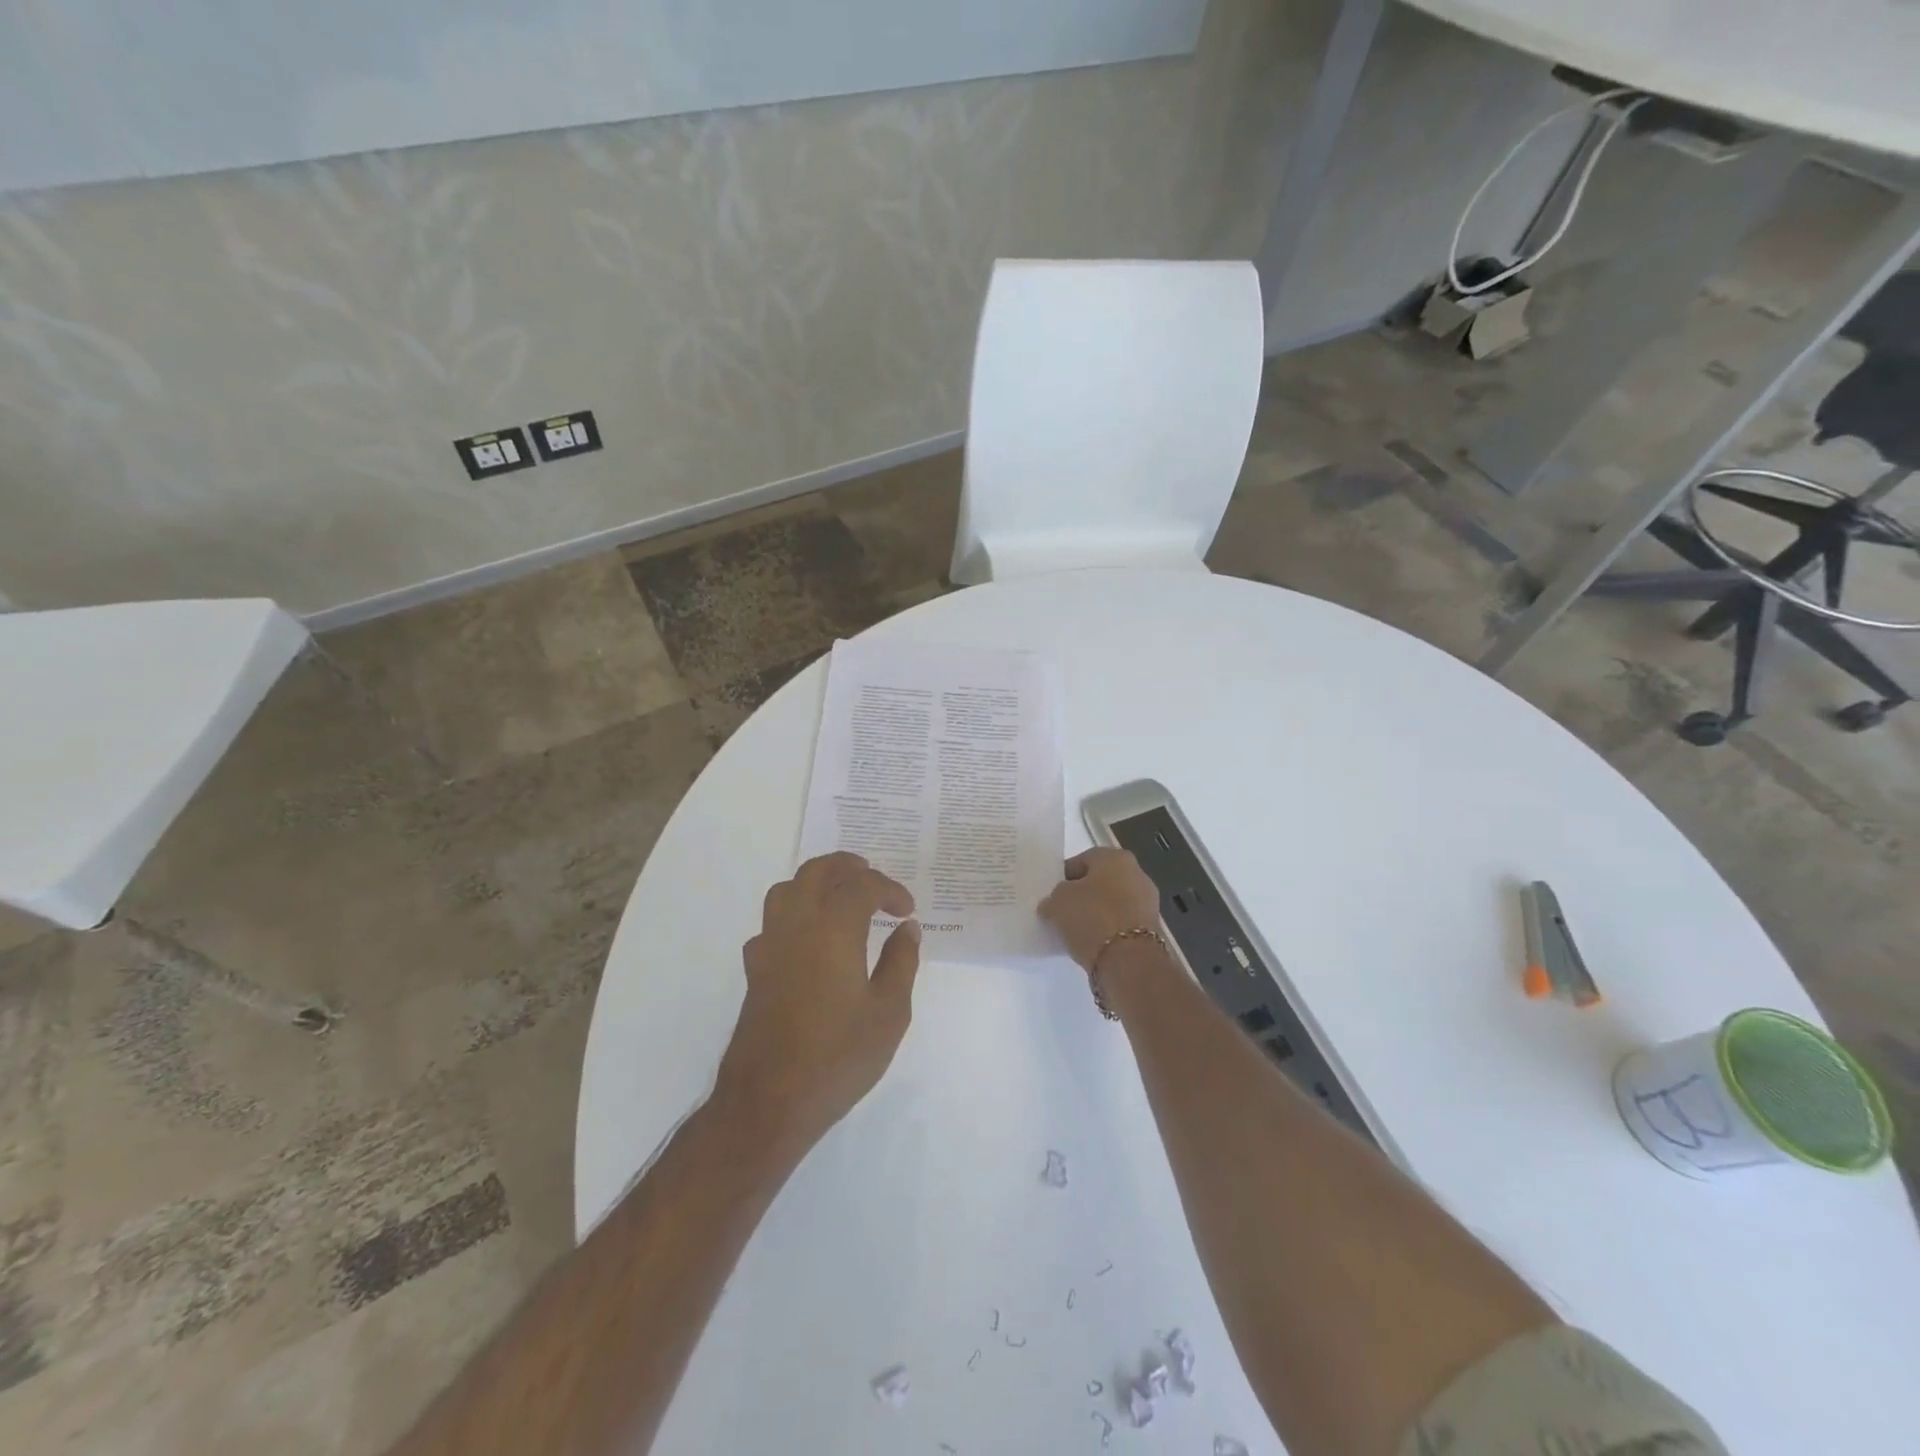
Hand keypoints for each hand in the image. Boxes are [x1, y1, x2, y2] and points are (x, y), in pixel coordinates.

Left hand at [714, 852, 921, 1153]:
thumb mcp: (888, 1013)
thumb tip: (907, 929)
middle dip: (848, 867)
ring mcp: (769, 945)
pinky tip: (809, 940)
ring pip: (787, 889)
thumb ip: (901, 963)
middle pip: (817, 871)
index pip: (862, 885)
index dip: (889, 889)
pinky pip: (772, 922)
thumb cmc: (838, 1056)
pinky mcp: (754, 969)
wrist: (770, 1101)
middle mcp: (797, 925)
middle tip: (873, 879)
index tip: (907, 910)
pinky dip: (794, 915)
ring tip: (840, 898)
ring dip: (816, 883)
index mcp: (833, 929)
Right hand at [1038, 848, 1162, 969]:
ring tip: (1074, 931)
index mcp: (1115, 857)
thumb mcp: (1058, 901)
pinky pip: (1120, 923)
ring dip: (1094, 914)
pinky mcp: (1150, 929)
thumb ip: (1054, 897)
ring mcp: (1147, 902)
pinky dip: (1106, 930)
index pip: (1081, 861)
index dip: (1063, 877)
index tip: (1051, 895)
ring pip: (1111, 904)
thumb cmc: (1092, 917)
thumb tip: (1054, 904)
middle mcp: (1137, 874)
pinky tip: (1091, 943)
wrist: (1128, 961)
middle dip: (1081, 896)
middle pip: (1099, 882)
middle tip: (1061, 912)